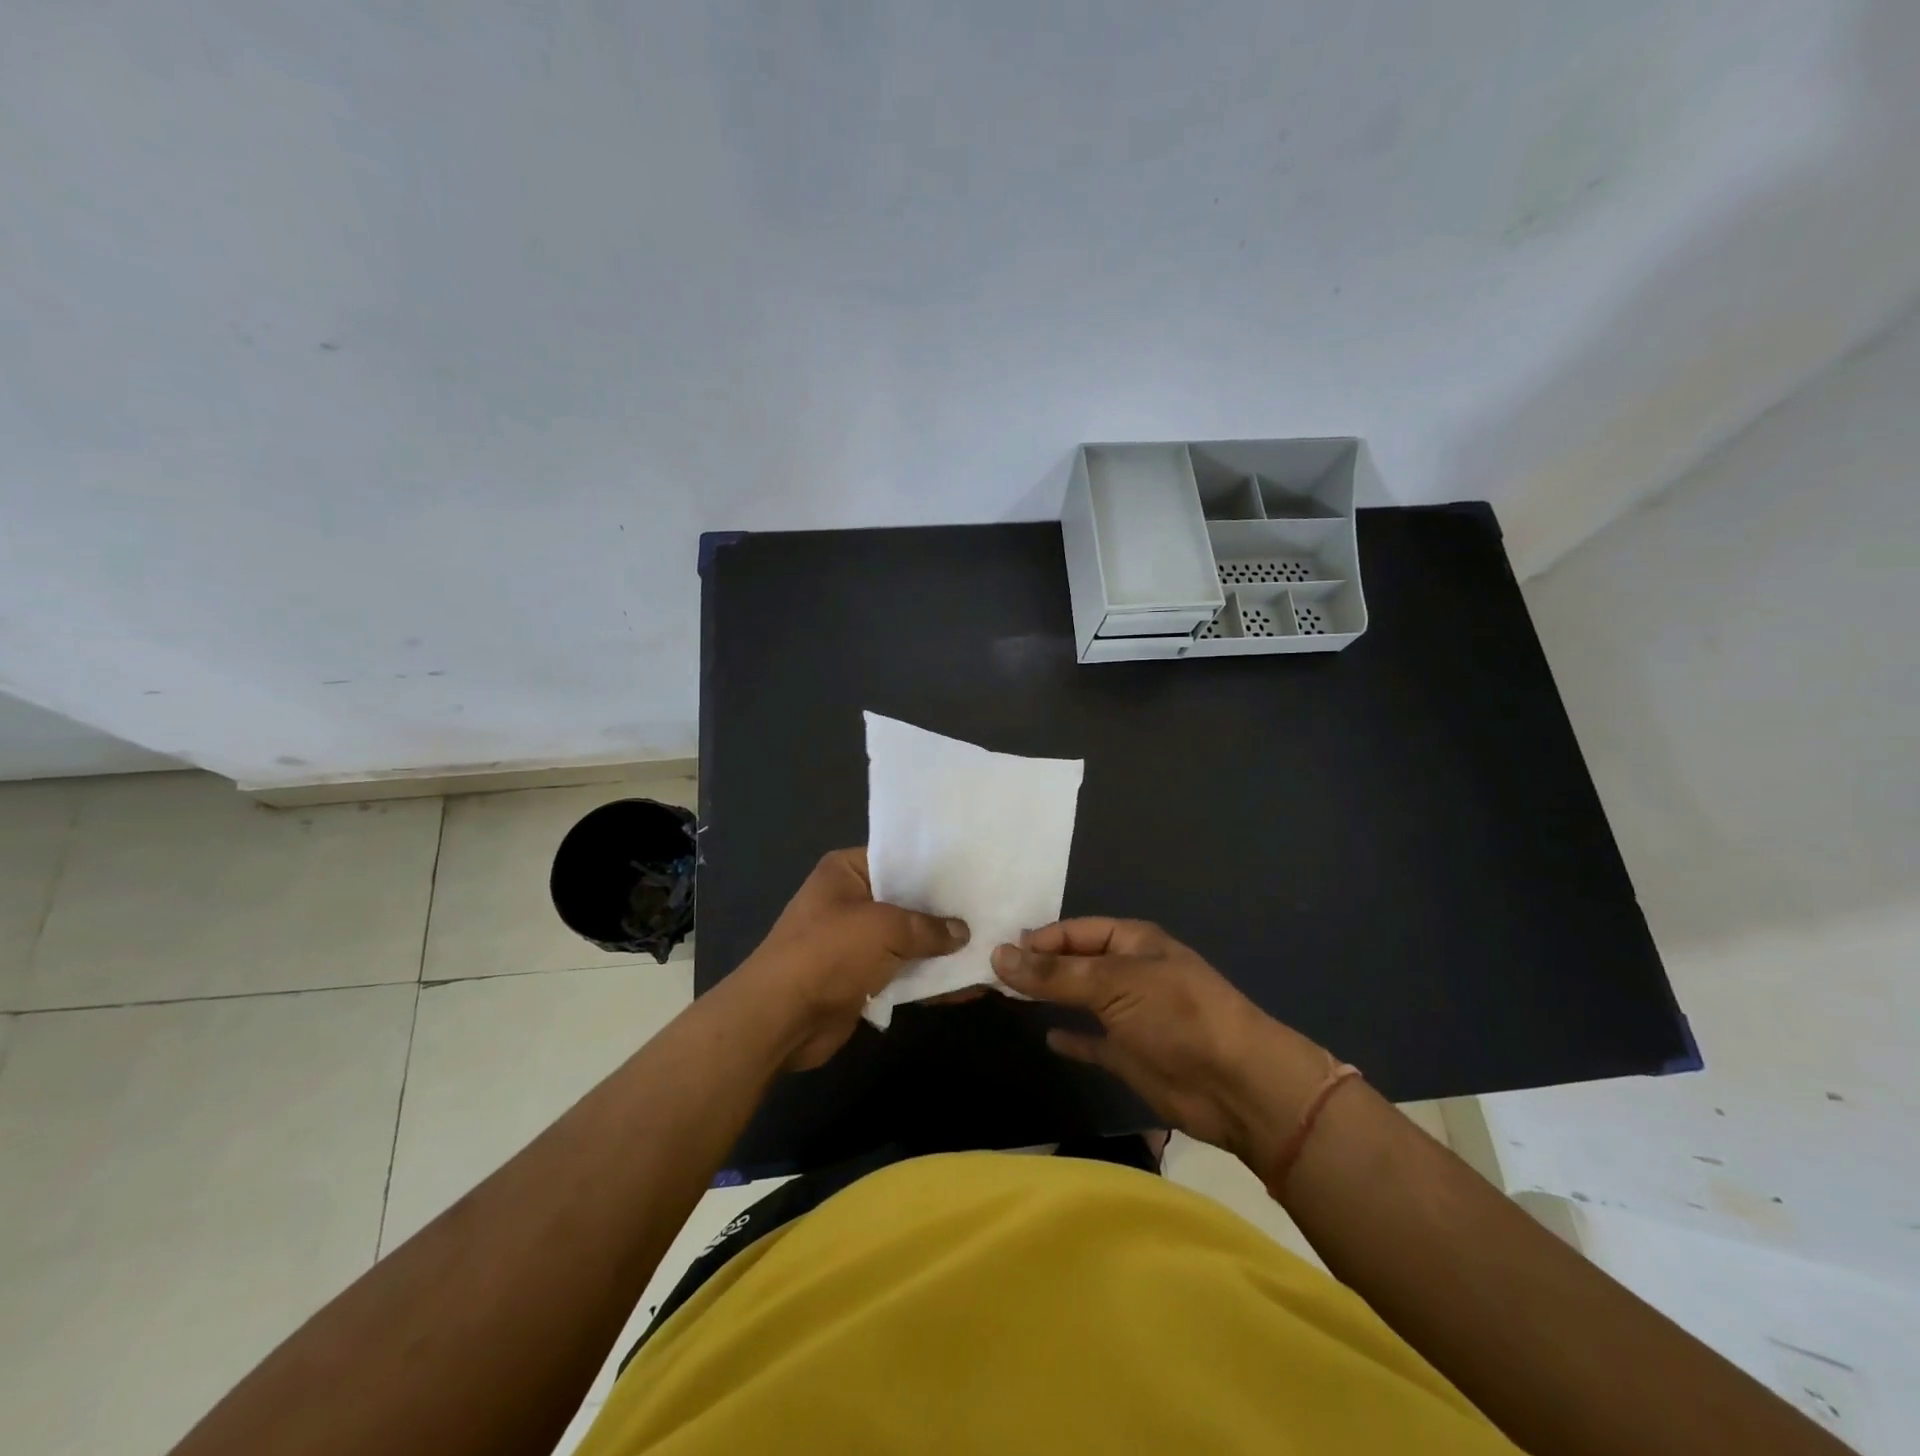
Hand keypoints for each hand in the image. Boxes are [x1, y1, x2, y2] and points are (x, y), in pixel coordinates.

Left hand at [742, 848, 968, 1069]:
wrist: (781, 1018)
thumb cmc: (829, 953)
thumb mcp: (885, 928)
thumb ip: (928, 927)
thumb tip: (963, 932)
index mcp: (846, 871)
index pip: (899, 858)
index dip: (935, 866)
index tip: (975, 871)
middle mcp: (851, 900)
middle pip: (907, 900)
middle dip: (945, 911)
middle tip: (991, 908)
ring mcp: (856, 941)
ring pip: (909, 939)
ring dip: (941, 949)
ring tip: (990, 948)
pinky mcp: (862, 977)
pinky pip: (902, 971)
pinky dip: (928, 978)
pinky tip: (966, 985)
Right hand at [992, 919, 1330, 1169]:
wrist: (1236, 1085)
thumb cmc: (1176, 1015)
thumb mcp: (1113, 984)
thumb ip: (1055, 973)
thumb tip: (998, 955)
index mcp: (1132, 942)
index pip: (1074, 931)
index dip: (1037, 940)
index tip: (995, 952)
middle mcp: (1130, 972)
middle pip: (1075, 963)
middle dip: (1039, 966)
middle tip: (990, 973)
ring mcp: (1131, 1014)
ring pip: (1081, 999)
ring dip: (1051, 997)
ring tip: (1006, 997)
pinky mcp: (1132, 1054)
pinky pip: (1094, 1041)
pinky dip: (1073, 1038)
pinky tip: (1048, 1037)